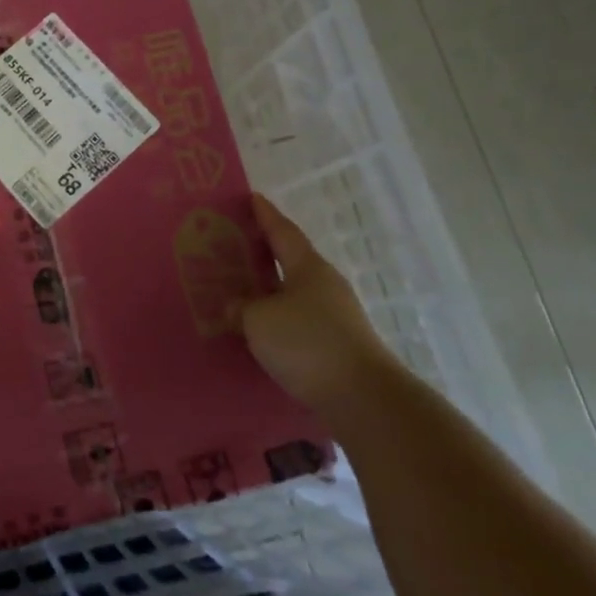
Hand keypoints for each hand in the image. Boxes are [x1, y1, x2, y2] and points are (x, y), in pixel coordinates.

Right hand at [235, 193, 399, 412]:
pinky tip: (259, 329)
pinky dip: (277, 319)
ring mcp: (334, 316)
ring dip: (268, 290)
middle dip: (263, 253)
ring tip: (239, 291)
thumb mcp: (259, 320)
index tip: (251, 198)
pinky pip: (297, 321)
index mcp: (307, 267)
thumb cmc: (306, 343)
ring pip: (293, 293)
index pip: (282, 231)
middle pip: (290, 261)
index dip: (265, 214)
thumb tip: (235, 305)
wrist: (362, 397)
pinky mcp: (336, 345)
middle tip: (233, 246)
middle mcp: (324, 285)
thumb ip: (241, 307)